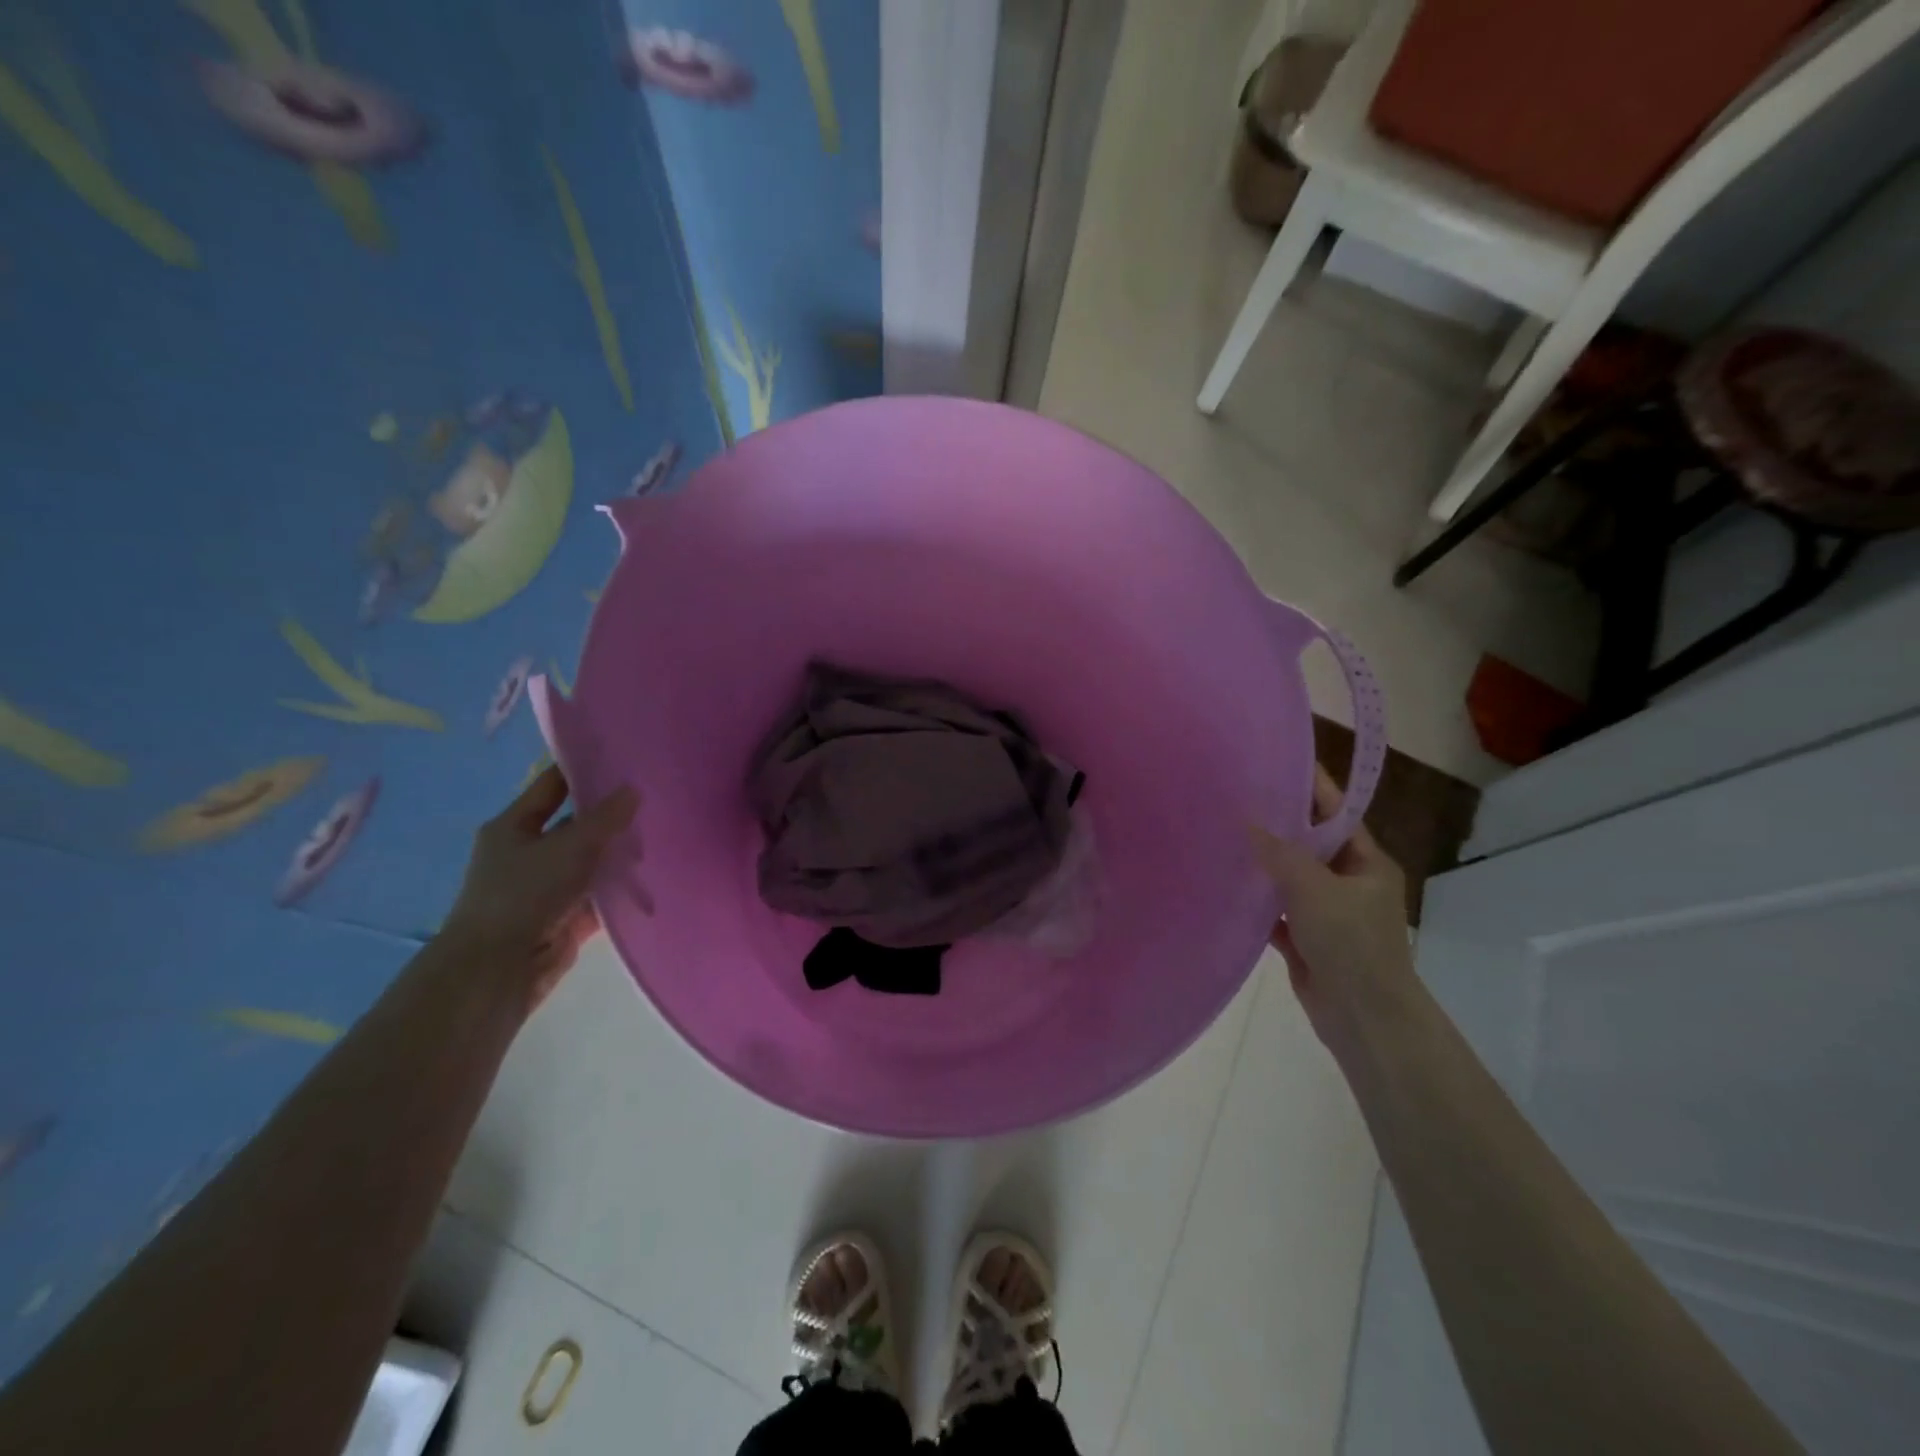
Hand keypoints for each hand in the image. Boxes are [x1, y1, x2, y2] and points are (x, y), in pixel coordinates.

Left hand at [441, 766, 639, 1008]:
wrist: (498, 969)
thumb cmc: (524, 894)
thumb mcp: (569, 846)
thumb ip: (605, 818)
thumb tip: (633, 789)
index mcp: (513, 826)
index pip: (553, 785)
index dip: (584, 769)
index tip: (624, 758)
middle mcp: (528, 853)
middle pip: (576, 825)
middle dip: (612, 815)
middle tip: (656, 798)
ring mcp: (546, 887)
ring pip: (591, 862)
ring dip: (620, 855)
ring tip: (664, 837)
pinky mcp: (565, 917)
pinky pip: (599, 896)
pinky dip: (622, 891)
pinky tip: (655, 879)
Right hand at [1251, 767, 1415, 1061]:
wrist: (1363, 1019)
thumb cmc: (1351, 944)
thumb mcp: (1315, 890)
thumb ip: (1280, 854)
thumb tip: (1247, 821)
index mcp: (1367, 863)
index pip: (1336, 812)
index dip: (1311, 786)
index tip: (1277, 760)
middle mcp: (1348, 881)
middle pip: (1309, 842)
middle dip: (1277, 822)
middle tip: (1234, 795)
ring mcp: (1326, 911)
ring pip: (1289, 876)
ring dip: (1262, 862)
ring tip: (1221, 832)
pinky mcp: (1305, 937)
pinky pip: (1275, 908)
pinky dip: (1255, 899)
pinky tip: (1224, 883)